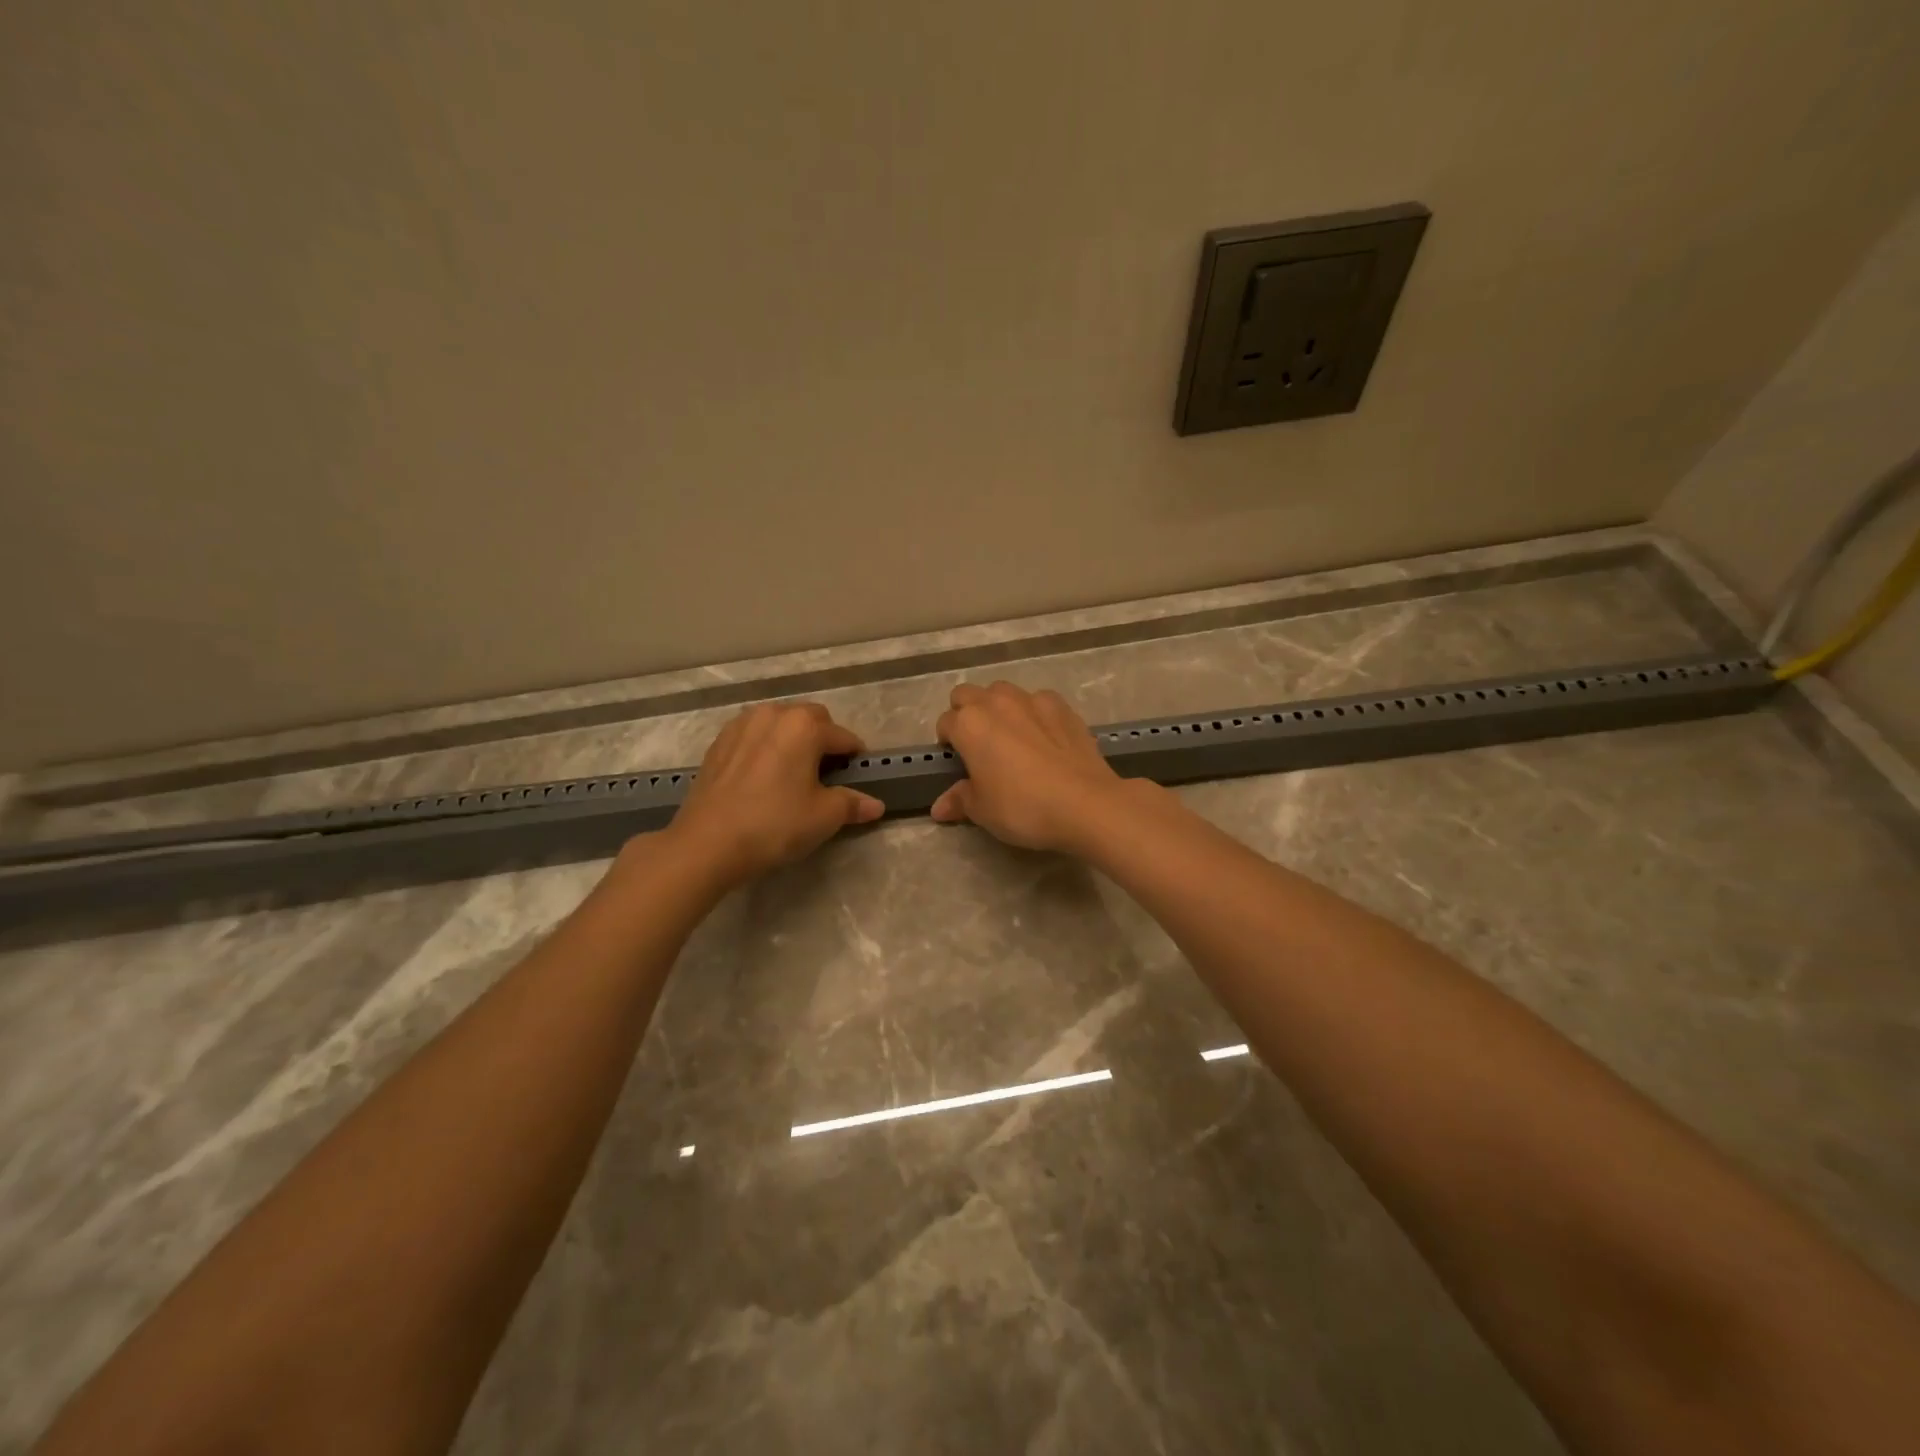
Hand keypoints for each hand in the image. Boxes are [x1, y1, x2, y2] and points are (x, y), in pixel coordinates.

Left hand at [665, 702, 883, 887]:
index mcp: (804, 726)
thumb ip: (852, 804)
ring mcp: (741, 725)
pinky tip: (763, 776)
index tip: (858, 776)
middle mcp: (773, 714)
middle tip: (826, 773)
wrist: (707, 843)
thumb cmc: (775, 824)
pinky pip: (753, 736)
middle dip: (823, 740)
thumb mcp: (823, 817)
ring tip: (793, 772)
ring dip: (792, 739)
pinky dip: (765, 747)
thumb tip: (875, 805)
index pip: (843, 737)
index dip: (854, 757)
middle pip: (810, 720)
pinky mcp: (718, 743)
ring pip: (778, 723)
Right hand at [931, 682, 1127, 853]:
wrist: (1085, 803)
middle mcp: (996, 702)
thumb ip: (959, 800)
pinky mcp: (1062, 706)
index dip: (947, 742)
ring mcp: (1031, 699)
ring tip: (1010, 737)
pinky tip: (1044, 738)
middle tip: (977, 744)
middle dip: (966, 713)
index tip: (957, 762)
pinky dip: (1034, 713)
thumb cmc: (1022, 807)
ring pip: (1002, 692)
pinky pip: (1038, 700)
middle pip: (967, 695)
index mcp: (969, 724)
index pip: (945, 723)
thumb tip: (939, 808)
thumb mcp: (982, 810)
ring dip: (998, 707)